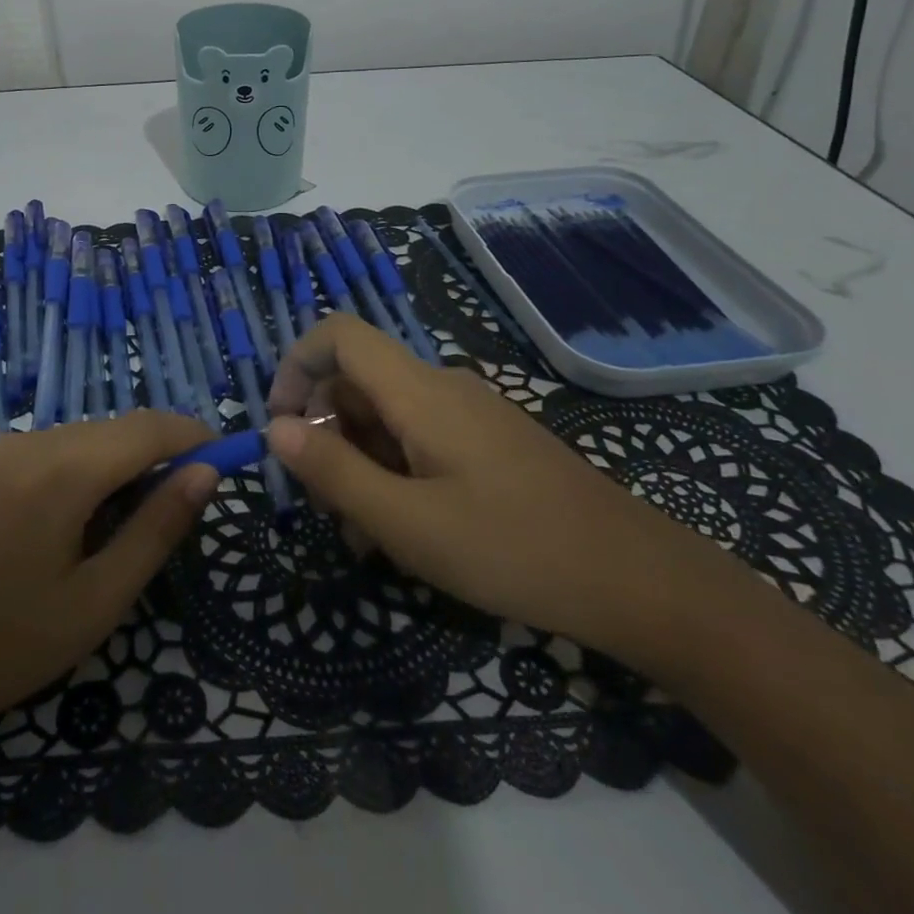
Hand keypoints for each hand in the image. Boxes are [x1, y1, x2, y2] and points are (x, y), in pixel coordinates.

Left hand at [0, 411, 218, 749]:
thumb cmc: (0, 648)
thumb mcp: (95, 602)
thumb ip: (156, 529)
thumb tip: (206, 474)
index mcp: (61, 471)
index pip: (148, 429)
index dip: (191, 436)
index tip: (223, 457)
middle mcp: (24, 443)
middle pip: (109, 430)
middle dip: (151, 453)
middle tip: (173, 504)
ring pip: (71, 438)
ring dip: (107, 463)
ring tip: (115, 522)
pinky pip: (32, 453)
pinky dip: (65, 470)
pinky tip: (54, 523)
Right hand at [266, 315, 735, 653]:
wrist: (638, 580)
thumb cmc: (513, 549)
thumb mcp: (407, 523)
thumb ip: (334, 471)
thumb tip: (275, 427)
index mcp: (419, 390)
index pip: (338, 334)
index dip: (296, 365)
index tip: (281, 427)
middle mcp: (441, 386)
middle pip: (357, 380)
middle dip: (326, 432)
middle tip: (327, 505)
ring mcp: (469, 412)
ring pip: (386, 414)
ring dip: (359, 461)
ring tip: (366, 532)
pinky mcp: (488, 440)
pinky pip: (420, 436)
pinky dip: (394, 470)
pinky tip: (406, 527)